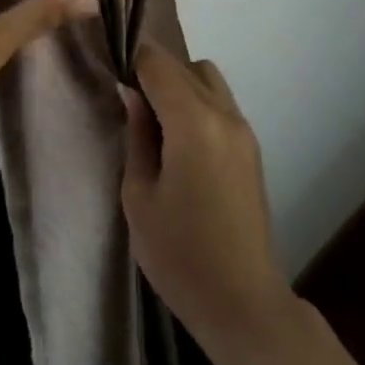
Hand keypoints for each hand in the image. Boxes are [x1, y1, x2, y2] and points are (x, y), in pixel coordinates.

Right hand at [122, 40, 296, 357]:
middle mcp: (224, 113)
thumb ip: (136, 136)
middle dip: (155, 72)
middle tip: (130, 104)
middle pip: (185, 65)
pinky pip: (221, 103)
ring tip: (157, 124)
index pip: (159, 63)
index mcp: (193, 121)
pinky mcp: (251, 147)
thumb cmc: (180, 255)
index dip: (132, 61)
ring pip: (208, 79)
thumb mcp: (139, 198)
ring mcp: (243, 129)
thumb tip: (131, 93)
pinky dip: (198, 103)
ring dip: (181, 85)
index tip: (113, 76)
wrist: (243, 303)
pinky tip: (181, 141)